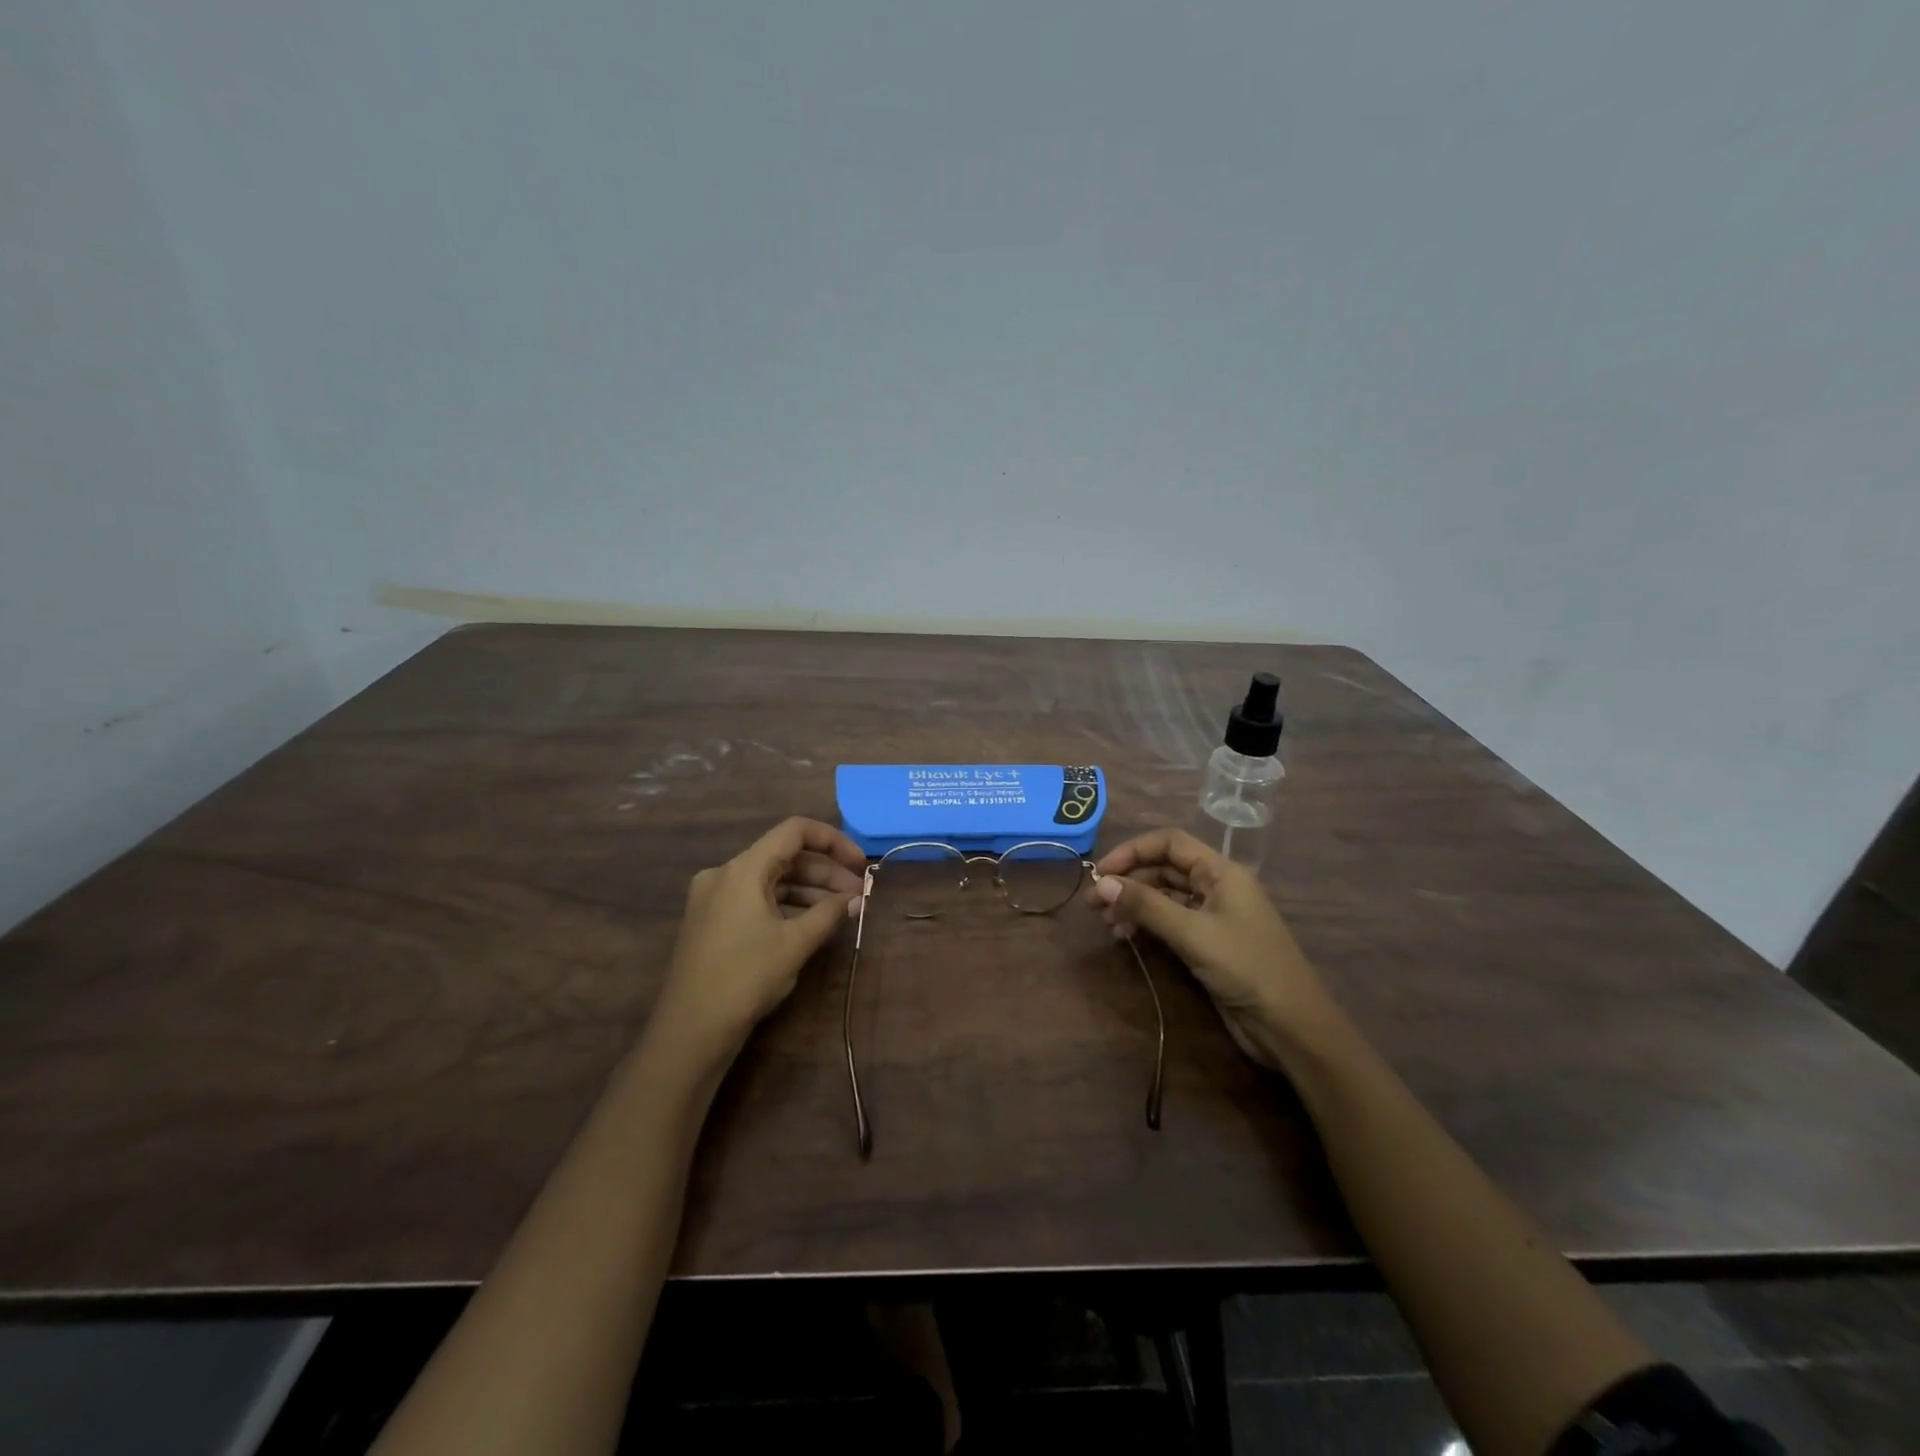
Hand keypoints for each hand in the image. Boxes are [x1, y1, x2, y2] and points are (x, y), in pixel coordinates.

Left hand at [649, 817, 865, 1067]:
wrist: (691, 1030)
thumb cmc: (746, 977)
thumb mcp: (795, 943)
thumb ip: (830, 913)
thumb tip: (855, 898)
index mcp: (743, 869)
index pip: (794, 831)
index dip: (833, 841)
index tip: (859, 864)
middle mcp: (725, 874)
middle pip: (784, 856)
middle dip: (825, 873)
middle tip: (858, 895)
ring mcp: (715, 897)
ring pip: (771, 880)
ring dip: (808, 891)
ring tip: (843, 911)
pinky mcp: (712, 920)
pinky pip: (756, 899)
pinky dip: (786, 905)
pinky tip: (812, 923)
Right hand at [1087, 829, 1332, 1069]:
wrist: (1290, 1027)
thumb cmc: (1246, 967)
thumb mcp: (1193, 933)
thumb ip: (1146, 905)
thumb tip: (1102, 883)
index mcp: (1222, 872)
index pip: (1169, 843)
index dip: (1133, 851)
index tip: (1100, 871)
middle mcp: (1217, 887)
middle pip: (1164, 869)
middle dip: (1128, 881)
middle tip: (1093, 903)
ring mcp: (1213, 916)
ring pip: (1164, 897)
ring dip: (1134, 904)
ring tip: (1106, 924)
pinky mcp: (1208, 944)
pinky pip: (1170, 922)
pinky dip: (1146, 925)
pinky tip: (1126, 937)